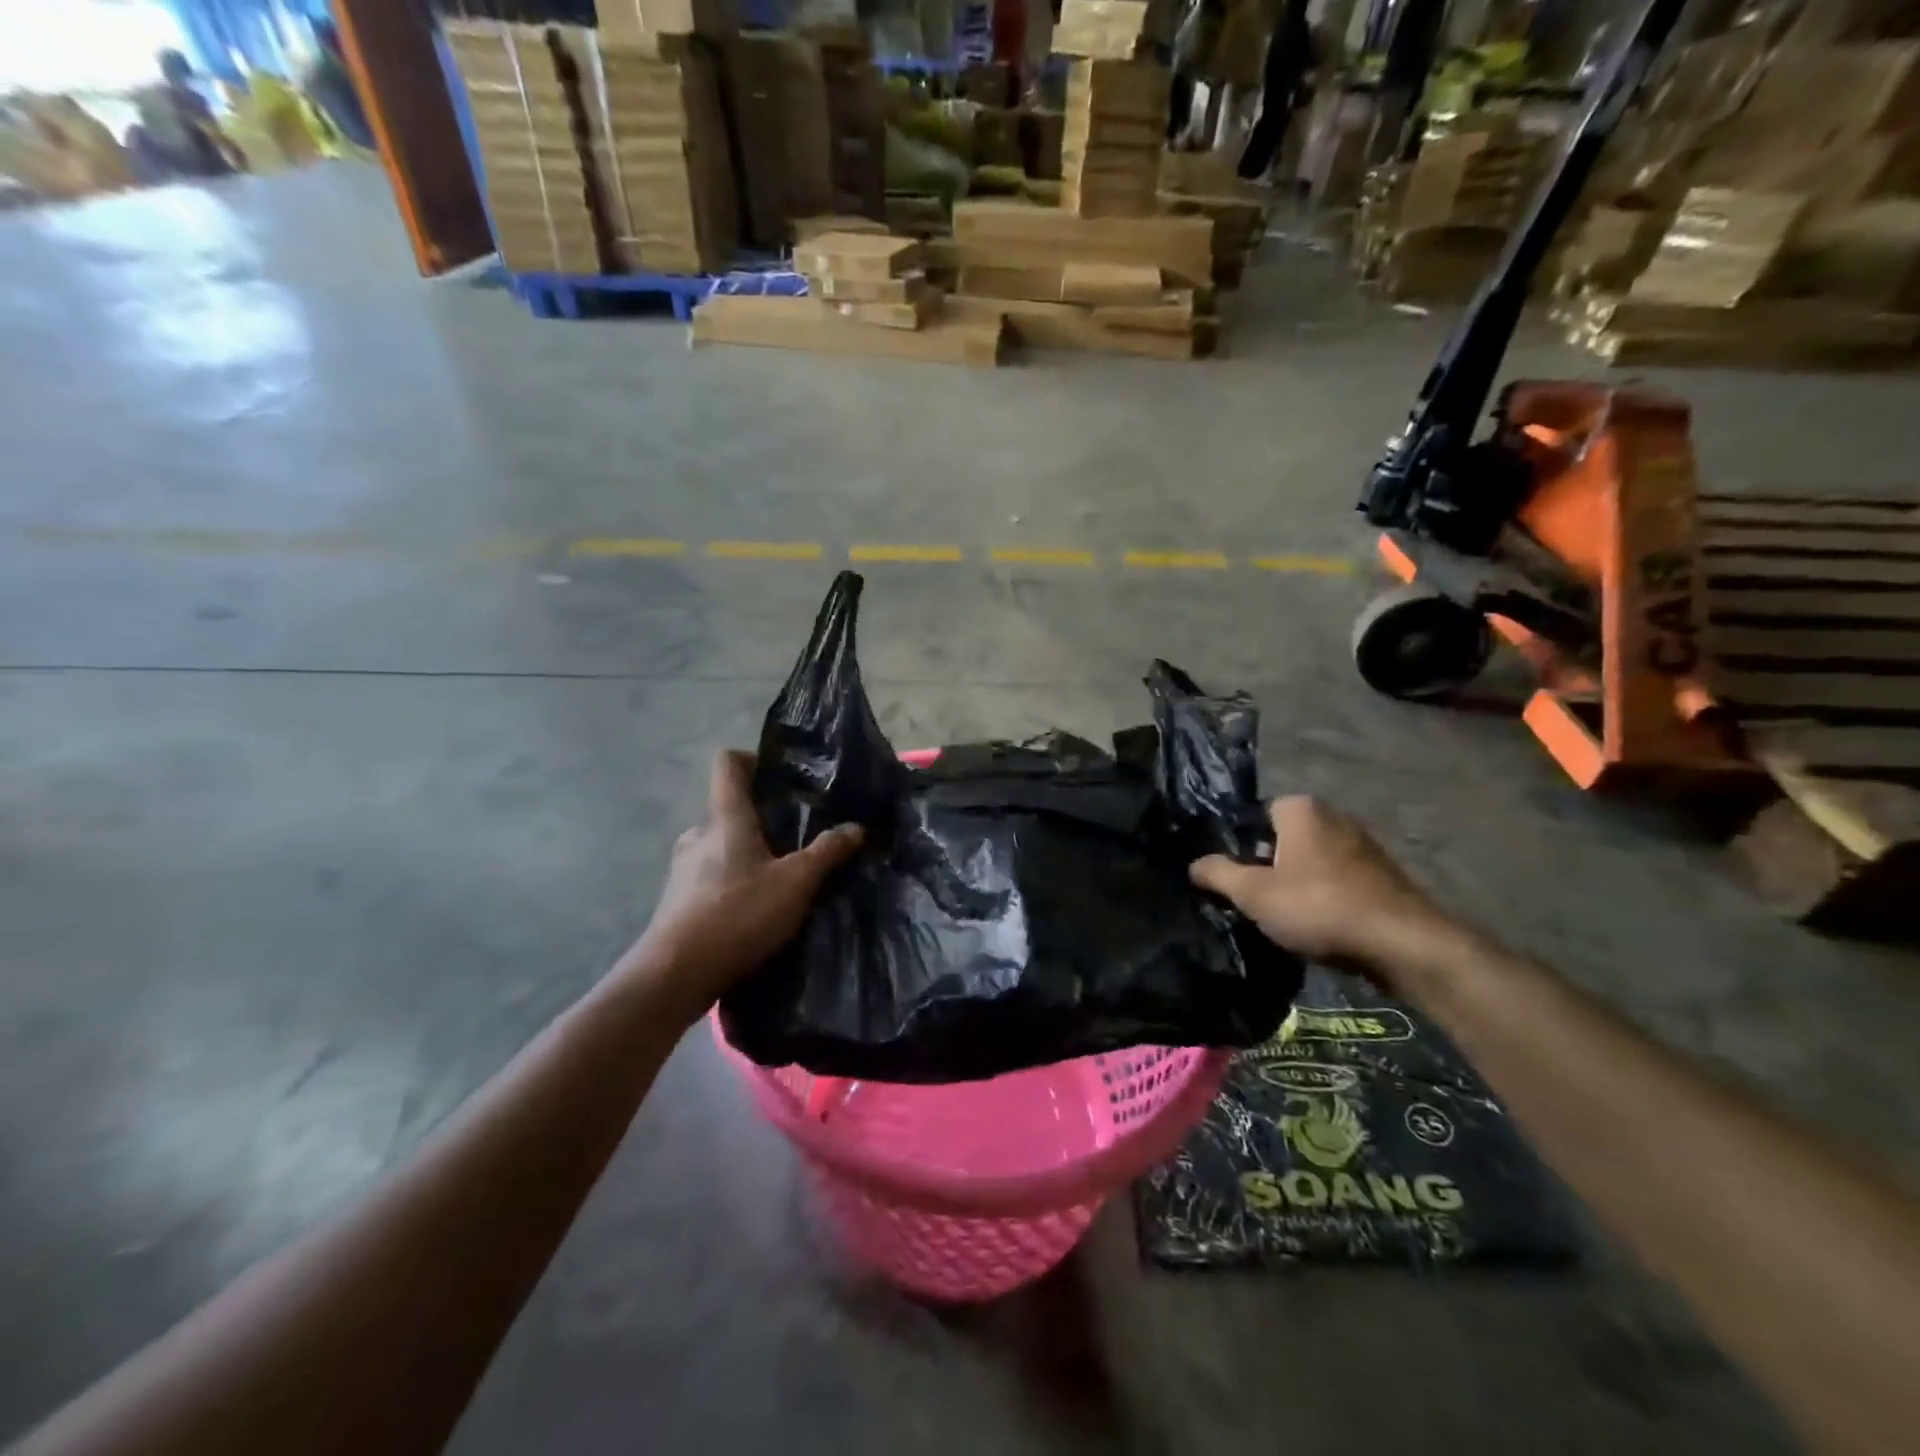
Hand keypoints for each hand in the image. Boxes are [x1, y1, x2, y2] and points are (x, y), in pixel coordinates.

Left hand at [620, 750, 862, 1020]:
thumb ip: (827, 852)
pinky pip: (711, 874)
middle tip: (797, 835)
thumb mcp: (795, 883)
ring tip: (780, 874)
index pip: (728, 763)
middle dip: (762, 816)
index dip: (753, 759)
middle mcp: (699, 834)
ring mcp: (683, 867)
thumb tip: (857, 827)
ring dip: (748, 852)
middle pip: (729, 807)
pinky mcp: (678, 899)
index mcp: (725, 817)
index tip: (783, 777)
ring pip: (721, 844)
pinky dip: (733, 880)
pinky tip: (755, 907)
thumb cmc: (737, 914)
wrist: (675, 975)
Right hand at [1190, 797, 1446, 976]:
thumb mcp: (1254, 894)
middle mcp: (1334, 815)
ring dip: (1298, 884)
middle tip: (1256, 900)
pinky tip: (1321, 925)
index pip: (1255, 816)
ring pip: (1312, 861)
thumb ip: (1218, 874)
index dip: (1240, 846)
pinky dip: (1326, 896)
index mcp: (1300, 808)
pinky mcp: (1383, 874)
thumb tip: (1194, 864)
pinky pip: (1338, 879)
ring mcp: (1364, 844)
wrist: (1403, 944)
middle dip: (1269, 865)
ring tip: (1287, 918)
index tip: (1235, 878)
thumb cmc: (1319, 907)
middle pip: (1283, 839)